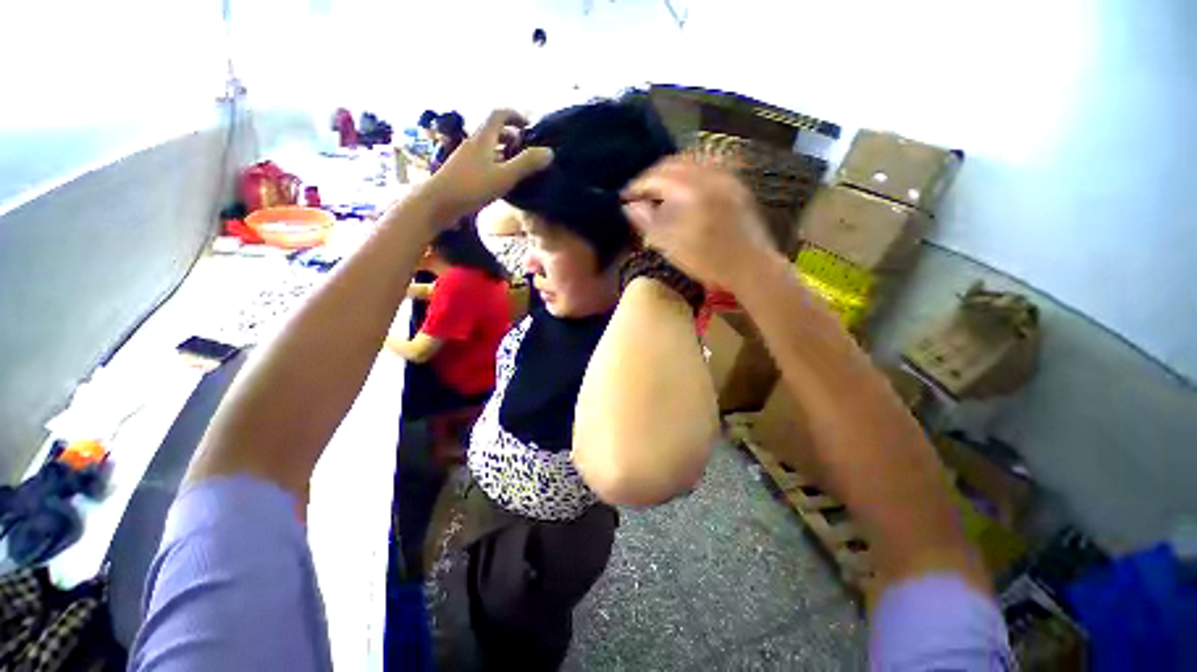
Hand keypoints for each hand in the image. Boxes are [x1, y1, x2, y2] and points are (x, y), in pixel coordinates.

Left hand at [420, 109, 552, 225]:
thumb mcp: (503, 176)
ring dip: (504, 152)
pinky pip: (483, 162)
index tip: (530, 126)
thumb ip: (526, 164)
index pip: (499, 114)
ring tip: (518, 166)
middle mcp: (473, 143)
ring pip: (488, 148)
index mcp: (482, 138)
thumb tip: (550, 152)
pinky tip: (502, 181)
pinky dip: (496, 165)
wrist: (438, 203)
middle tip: (527, 149)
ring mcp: (466, 158)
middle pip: (493, 131)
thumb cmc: (471, 187)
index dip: (515, 115)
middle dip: (512, 136)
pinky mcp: (462, 172)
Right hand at [621, 157, 775, 291]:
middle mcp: (708, 175)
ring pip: (691, 161)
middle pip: (672, 163)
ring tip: (659, 188)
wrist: (751, 266)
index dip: (637, 186)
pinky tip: (686, 185)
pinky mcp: (736, 184)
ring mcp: (725, 177)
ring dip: (671, 171)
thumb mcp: (671, 246)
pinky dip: (691, 171)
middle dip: (652, 176)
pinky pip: (709, 165)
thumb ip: (648, 222)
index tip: (625, 197)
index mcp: (690, 190)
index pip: (655, 177)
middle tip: (639, 192)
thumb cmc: (707, 261)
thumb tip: (629, 206)